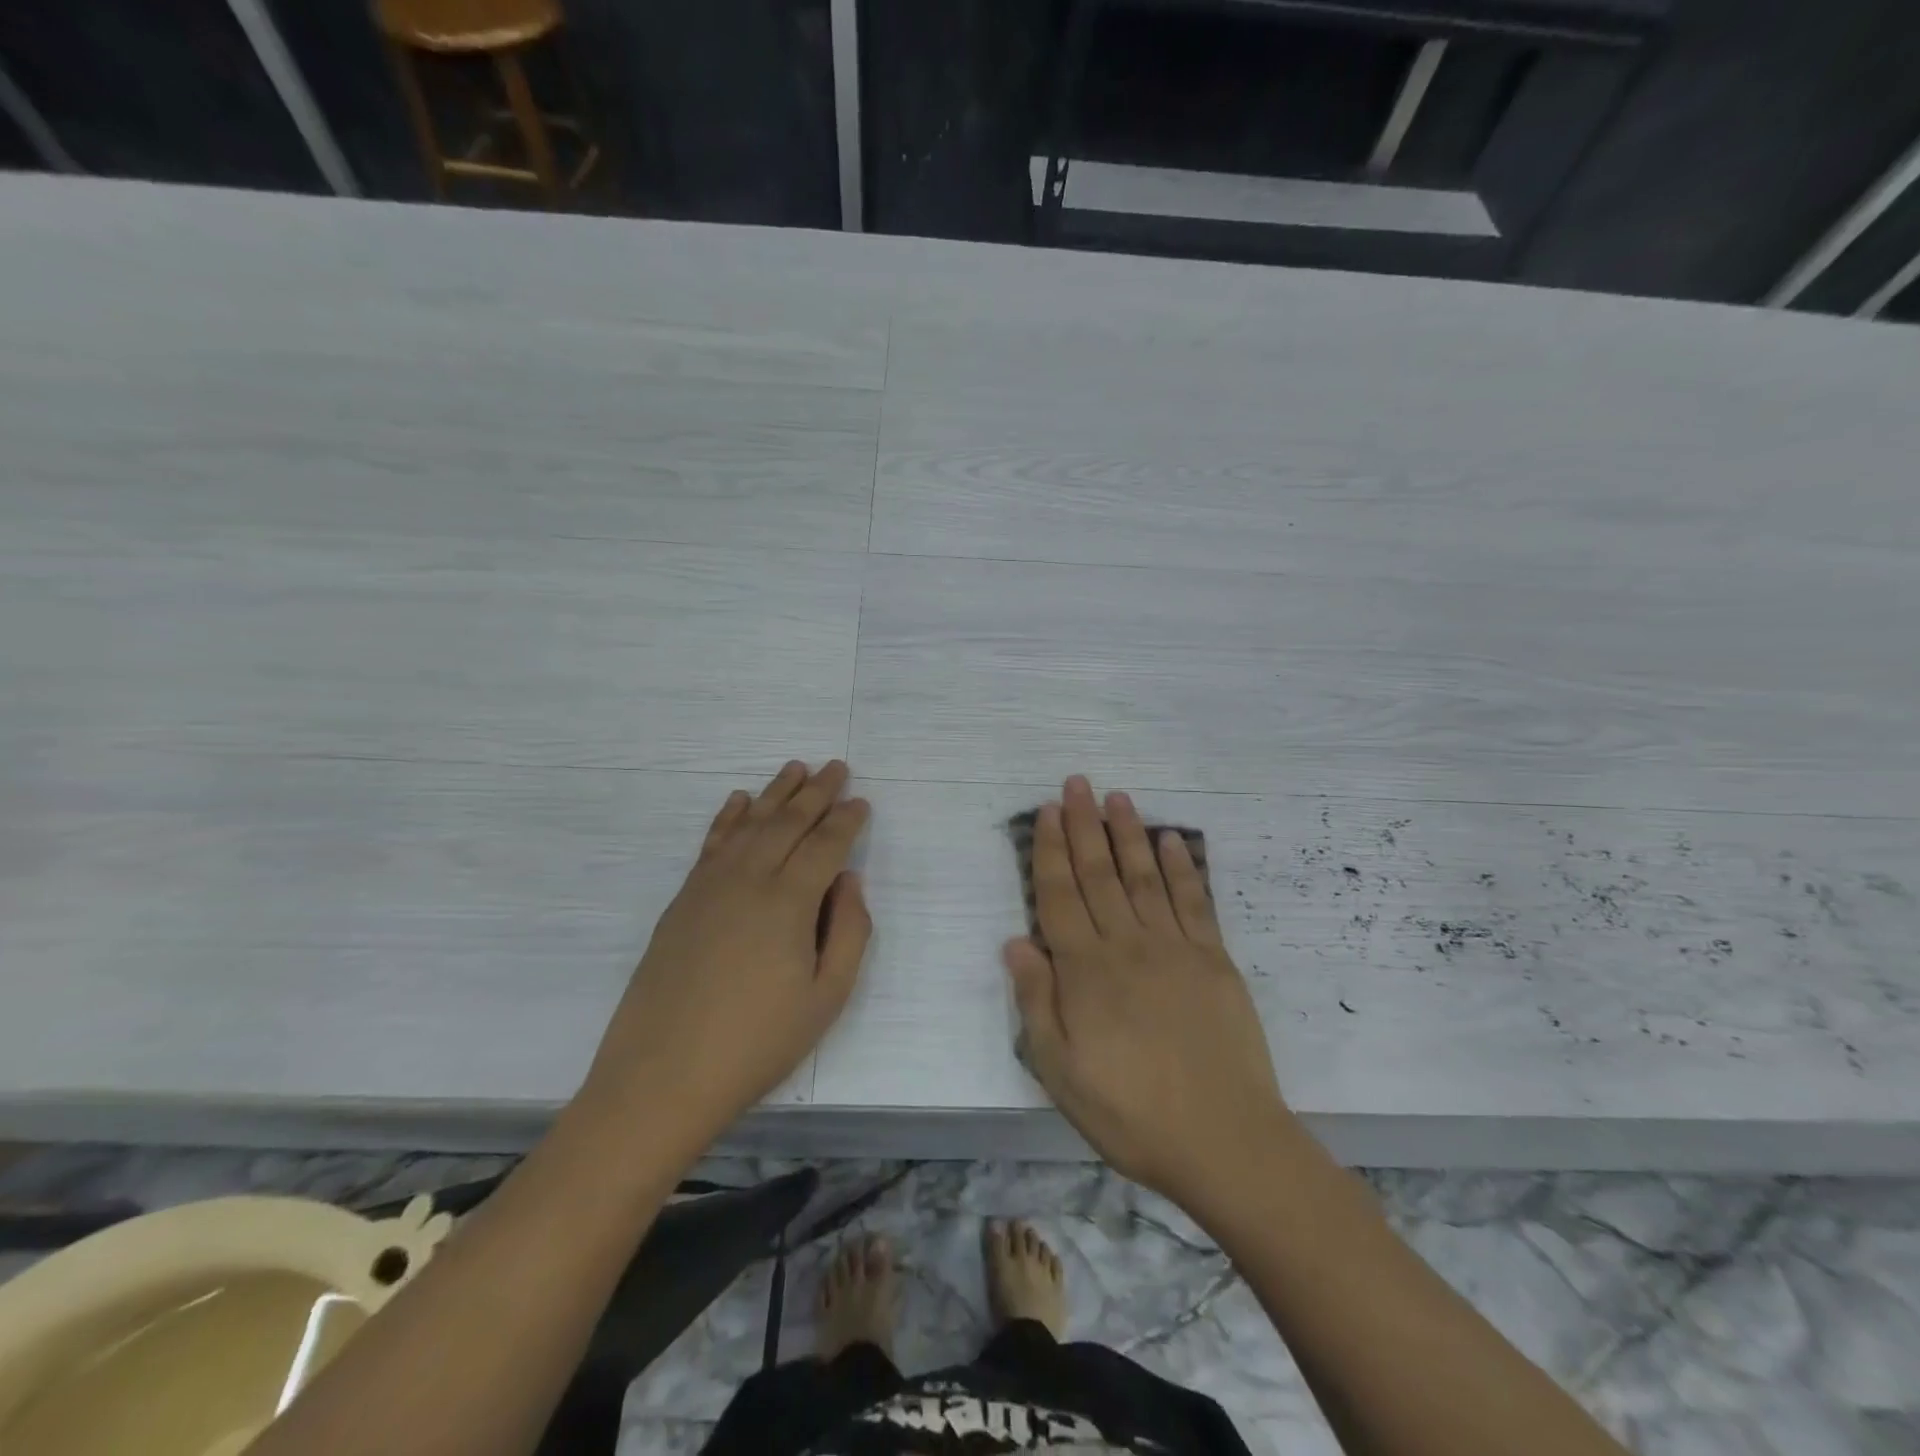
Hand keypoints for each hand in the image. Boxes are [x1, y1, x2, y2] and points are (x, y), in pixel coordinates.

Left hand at [578, 760, 870, 1153]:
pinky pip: (712, 843)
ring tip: (795, 769)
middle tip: (836, 767)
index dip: (846, 821)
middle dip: (816, 792)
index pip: (825, 845)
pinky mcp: (682, 900)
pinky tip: (739, 801)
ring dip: (775, 793)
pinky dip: (729, 817)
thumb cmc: (757, 1043)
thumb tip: (850, 880)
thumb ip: (849, 932)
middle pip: (788, 822)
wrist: (662, 1076)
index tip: (861, 801)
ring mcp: (709, 886)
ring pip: (750, 824)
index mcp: (789, 902)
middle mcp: (749, 879)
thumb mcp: (826, 998)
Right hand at [1004, 775, 1290, 1211]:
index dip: (1050, 850)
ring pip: (1143, 876)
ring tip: (1117, 797)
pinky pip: (1194, 902)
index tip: (1046, 812)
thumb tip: (1015, 942)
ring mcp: (1174, 948)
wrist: (1224, 1141)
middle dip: (1083, 825)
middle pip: (1099, 873)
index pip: (1059, 896)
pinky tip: (1170, 841)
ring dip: (1128, 833)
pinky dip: (1180, 868)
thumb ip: (1036, 1002)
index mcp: (1086, 971)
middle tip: (1077, 783)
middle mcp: (1127, 945)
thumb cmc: (1131, 1113)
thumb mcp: (1061, 1072)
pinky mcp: (1214, 959)